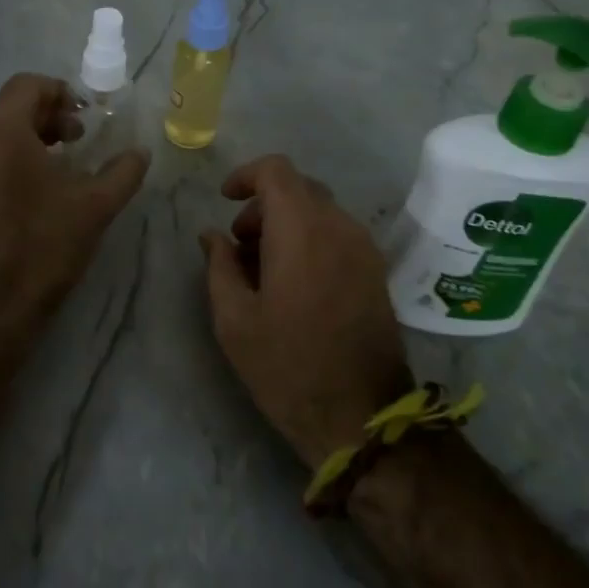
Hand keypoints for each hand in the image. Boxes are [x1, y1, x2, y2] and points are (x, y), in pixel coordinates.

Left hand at [0, 73, 149, 337]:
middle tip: (80, 137)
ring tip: (63, 160)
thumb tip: (140, 152)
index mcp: (2, 129)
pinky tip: (39, 186)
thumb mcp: (95, 206)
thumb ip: (123, 171)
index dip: (61, 92)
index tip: (87, 117)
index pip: (28, 84)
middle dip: (48, 113)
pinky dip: (13, 154)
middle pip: (11, 104)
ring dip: (32, 133)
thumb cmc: (43, 244)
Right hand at [201, 155, 413, 467]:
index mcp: (302, 230)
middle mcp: (340, 227)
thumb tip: (212, 235)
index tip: (225, 201)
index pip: (277, 170)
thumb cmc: (287, 366)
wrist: (361, 417)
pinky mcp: (376, 272)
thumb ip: (220, 266)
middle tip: (240, 246)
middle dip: (263, 205)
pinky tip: (293, 282)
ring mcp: (364, 249)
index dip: (246, 175)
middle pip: (299, 188)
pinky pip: (338, 234)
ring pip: (320, 211)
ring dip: (287, 223)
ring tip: (263, 269)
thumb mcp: (234, 319)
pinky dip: (311, 239)